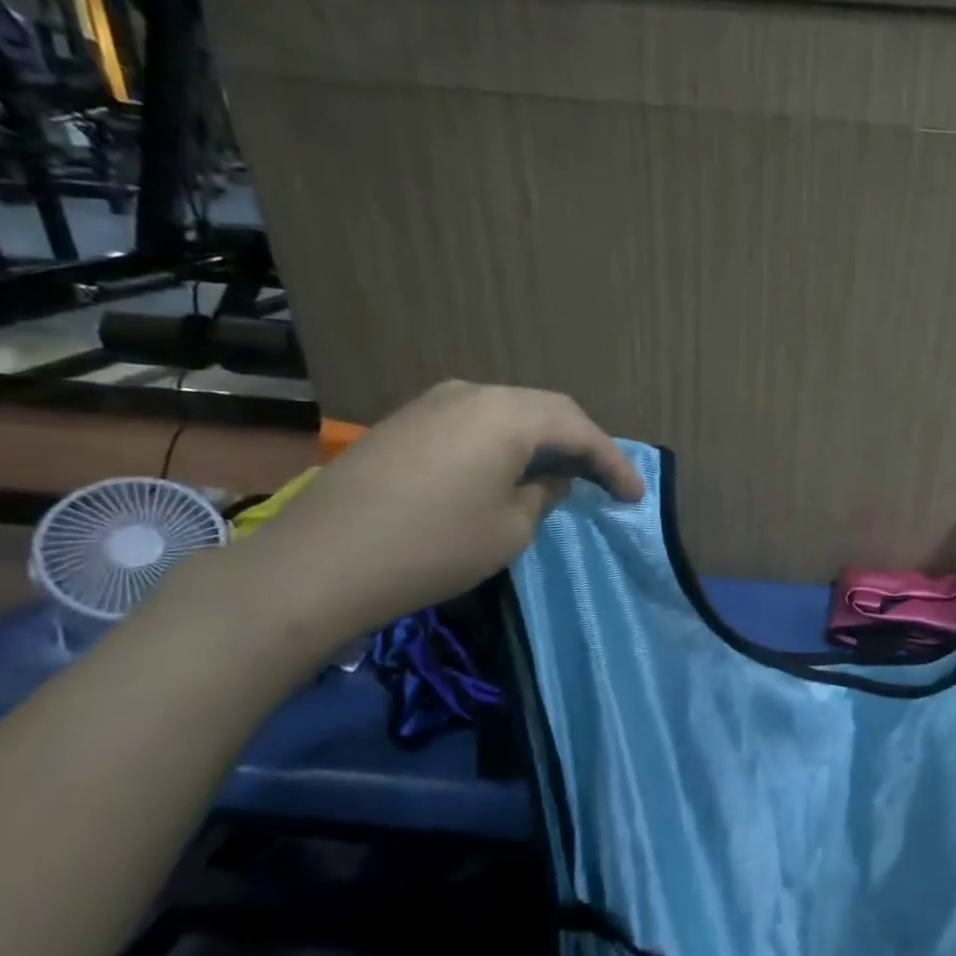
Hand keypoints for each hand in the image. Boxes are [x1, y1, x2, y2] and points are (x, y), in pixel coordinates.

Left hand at [238, 381, 641, 645]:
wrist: (319, 563)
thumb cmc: (433, 547)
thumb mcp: (510, 529)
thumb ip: (543, 494)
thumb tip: (549, 479)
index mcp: (509, 414)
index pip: (580, 430)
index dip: (614, 463)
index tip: (636, 495)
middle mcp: (473, 393)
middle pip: (546, 411)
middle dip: (581, 444)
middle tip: (604, 479)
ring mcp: (432, 402)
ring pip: (508, 413)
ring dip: (541, 441)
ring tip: (560, 474)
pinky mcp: (404, 422)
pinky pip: (474, 422)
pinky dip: (504, 443)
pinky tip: (507, 469)